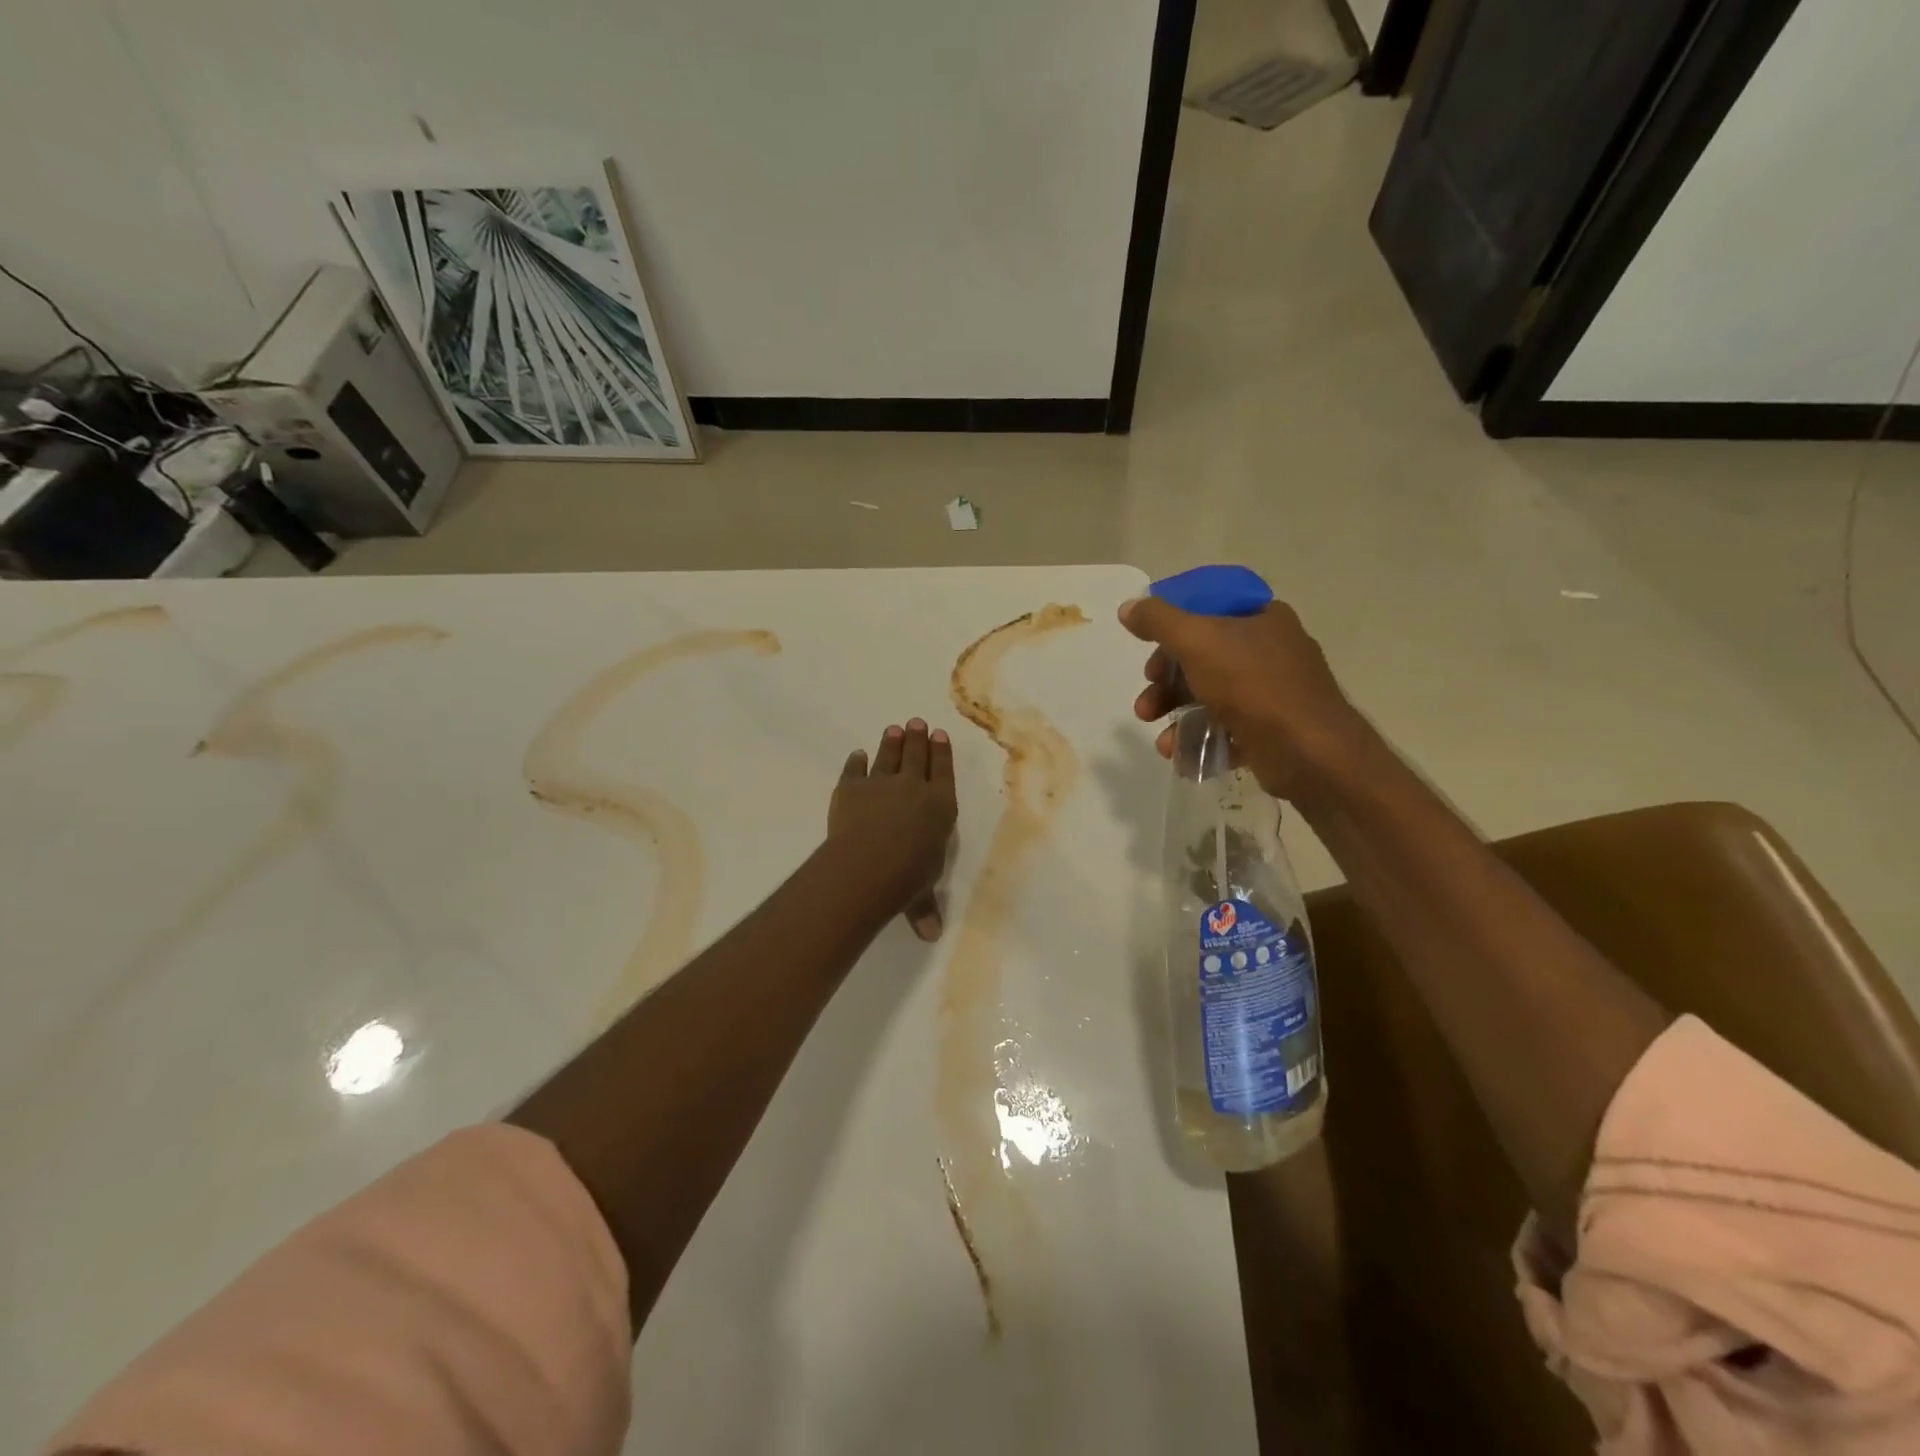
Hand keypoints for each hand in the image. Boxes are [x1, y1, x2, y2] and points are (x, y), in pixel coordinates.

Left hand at [828, 718, 957, 941]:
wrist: (866, 865)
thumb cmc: (906, 878)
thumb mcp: (922, 893)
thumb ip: (925, 907)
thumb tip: (930, 935)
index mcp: (941, 806)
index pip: (944, 772)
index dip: (942, 753)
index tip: (940, 735)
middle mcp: (914, 787)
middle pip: (917, 756)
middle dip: (918, 738)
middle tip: (916, 722)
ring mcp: (880, 784)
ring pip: (888, 756)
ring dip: (891, 742)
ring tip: (894, 729)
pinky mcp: (850, 788)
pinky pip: (855, 770)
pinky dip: (856, 762)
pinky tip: (857, 755)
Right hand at [1120, 596, 1366, 799]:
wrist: (1309, 751)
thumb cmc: (1252, 684)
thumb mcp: (1196, 641)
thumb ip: (1158, 621)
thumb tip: (1129, 607)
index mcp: (1261, 618)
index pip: (1207, 611)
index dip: (1172, 630)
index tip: (1148, 652)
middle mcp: (1271, 650)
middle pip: (1203, 659)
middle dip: (1166, 685)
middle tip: (1147, 705)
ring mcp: (1274, 693)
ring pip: (1211, 698)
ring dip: (1178, 718)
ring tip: (1163, 743)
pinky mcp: (1272, 730)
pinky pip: (1227, 730)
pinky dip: (1201, 741)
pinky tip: (1183, 758)